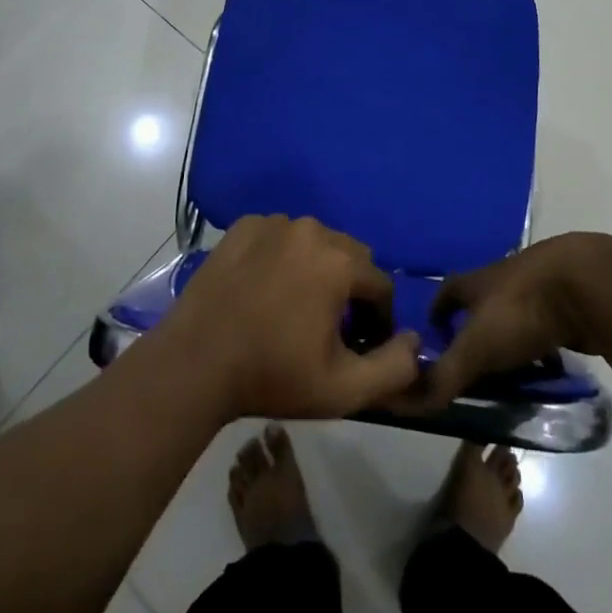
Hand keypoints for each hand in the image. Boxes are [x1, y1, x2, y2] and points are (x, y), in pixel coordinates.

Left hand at [163, 215, 419, 421]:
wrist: (196, 363)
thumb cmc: (273, 375)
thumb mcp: (344, 389)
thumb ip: (394, 367)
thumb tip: (415, 340)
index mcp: (339, 262)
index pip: (380, 285)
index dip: (378, 319)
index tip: (360, 346)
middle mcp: (311, 229)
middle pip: (350, 256)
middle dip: (349, 289)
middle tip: (328, 327)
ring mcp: (273, 223)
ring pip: (314, 243)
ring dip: (316, 269)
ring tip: (294, 307)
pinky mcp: (243, 227)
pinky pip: (279, 237)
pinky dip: (281, 256)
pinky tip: (264, 289)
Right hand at [406, 233, 608, 409]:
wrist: (583, 285)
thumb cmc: (519, 310)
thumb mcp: (476, 347)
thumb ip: (446, 376)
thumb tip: (410, 402)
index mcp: (476, 282)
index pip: (446, 293)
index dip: (437, 313)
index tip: (433, 336)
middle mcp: (503, 281)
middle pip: (482, 307)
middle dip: (476, 335)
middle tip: (473, 371)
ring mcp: (537, 289)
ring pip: (517, 320)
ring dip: (511, 346)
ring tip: (510, 380)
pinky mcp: (567, 303)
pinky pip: (548, 331)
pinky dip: (545, 351)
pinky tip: (550, 374)